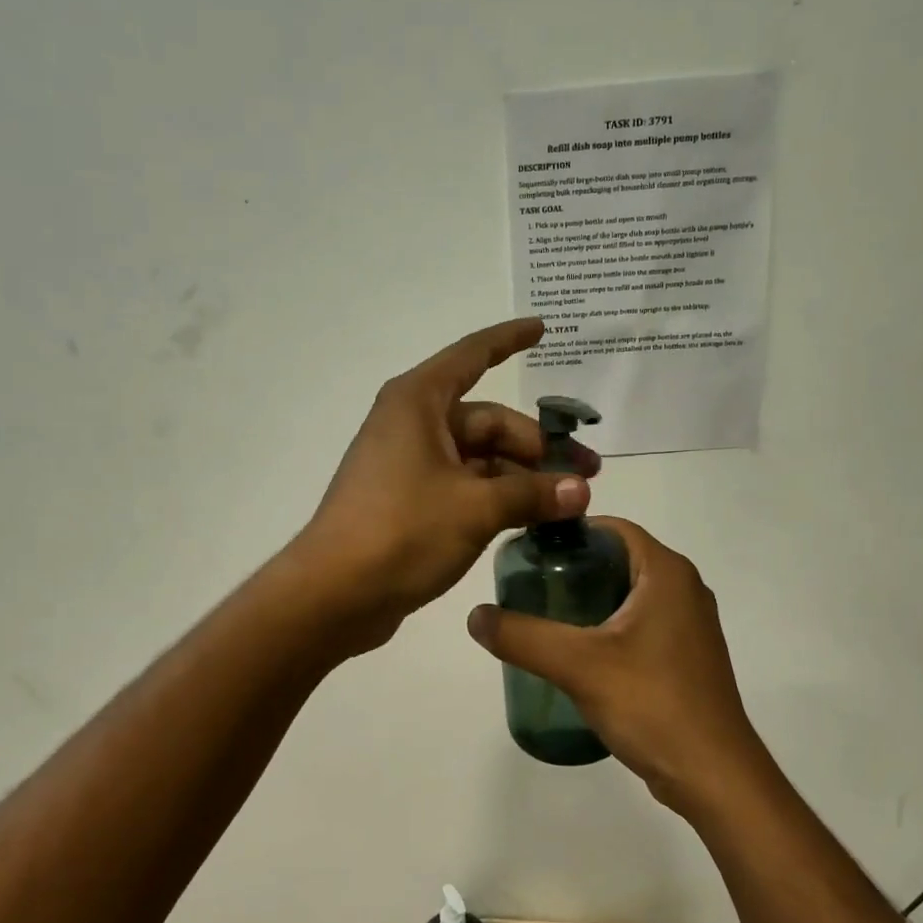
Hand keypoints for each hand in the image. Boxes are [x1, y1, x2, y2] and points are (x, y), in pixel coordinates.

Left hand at [288, 319, 598, 652]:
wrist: (335, 594)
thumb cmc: (402, 532)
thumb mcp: (476, 508)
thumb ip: (532, 494)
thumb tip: (581, 491)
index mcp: (419, 403)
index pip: (472, 356)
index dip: (509, 340)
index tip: (544, 329)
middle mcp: (412, 425)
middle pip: (487, 422)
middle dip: (537, 447)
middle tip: (587, 475)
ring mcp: (409, 465)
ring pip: (478, 459)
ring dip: (522, 479)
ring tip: (568, 504)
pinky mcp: (409, 502)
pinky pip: (463, 487)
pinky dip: (496, 498)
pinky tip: (531, 520)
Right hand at [466, 519, 774, 815]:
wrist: (712, 775)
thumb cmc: (651, 704)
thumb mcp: (577, 665)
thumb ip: (522, 636)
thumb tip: (475, 615)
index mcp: (667, 572)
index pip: (612, 529)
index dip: (569, 535)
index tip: (528, 553)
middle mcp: (684, 589)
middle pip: (618, 560)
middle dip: (573, 570)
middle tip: (528, 588)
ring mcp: (689, 625)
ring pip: (629, 595)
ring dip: (588, 601)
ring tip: (543, 619)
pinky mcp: (686, 657)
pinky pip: (640, 625)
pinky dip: (607, 628)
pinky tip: (577, 655)